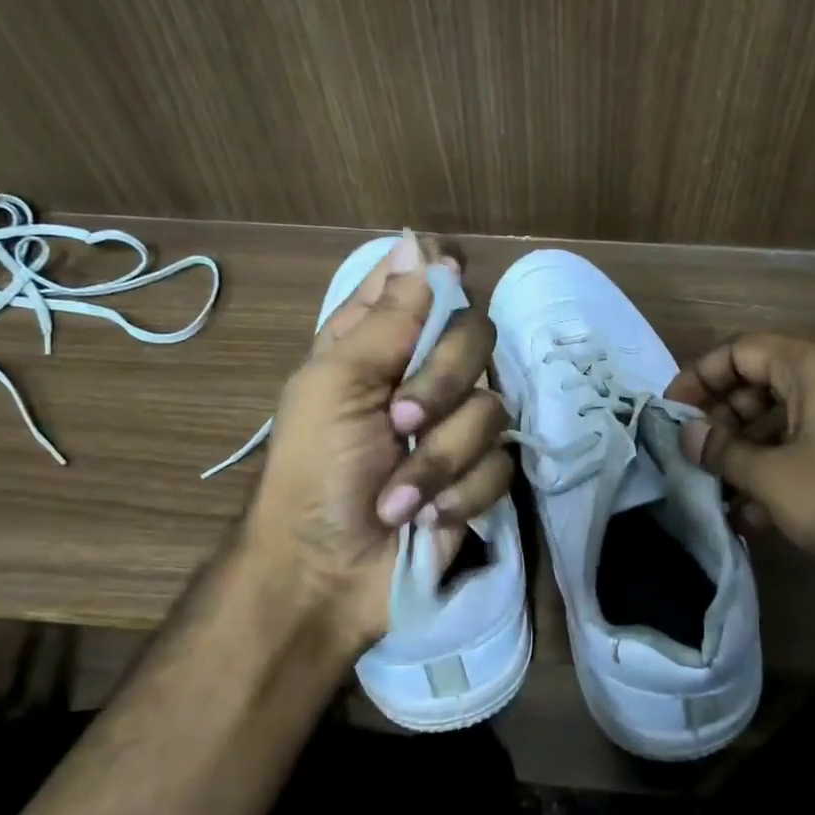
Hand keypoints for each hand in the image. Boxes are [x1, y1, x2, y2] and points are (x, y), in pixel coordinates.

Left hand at [239, 232, 512, 651]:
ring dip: (440, 460)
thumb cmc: (314, 473)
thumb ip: (388, 317)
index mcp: (376, 345)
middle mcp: (422, 376)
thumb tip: (419, 240)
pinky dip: (457, 495)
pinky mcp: (478, 477)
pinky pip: (500, 465)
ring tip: (398, 498)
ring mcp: (454, 427)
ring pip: (491, 408)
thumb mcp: (336, 386)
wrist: (328, 574)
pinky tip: (425, 519)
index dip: (438, 277)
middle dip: (442, 383)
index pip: (420, 285)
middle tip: (401, 421)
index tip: (450, 276)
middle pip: (475, 337)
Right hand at [666, 334, 814, 589]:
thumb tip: (686, 435)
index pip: (741, 350)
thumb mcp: (773, 476)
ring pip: (785, 422)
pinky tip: (752, 515)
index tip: (671, 412)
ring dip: (747, 453)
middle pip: (762, 383)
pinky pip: (811, 449)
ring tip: (716, 491)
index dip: (699, 377)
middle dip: (722, 420)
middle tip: (693, 455)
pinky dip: (779, 472)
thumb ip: (723, 451)